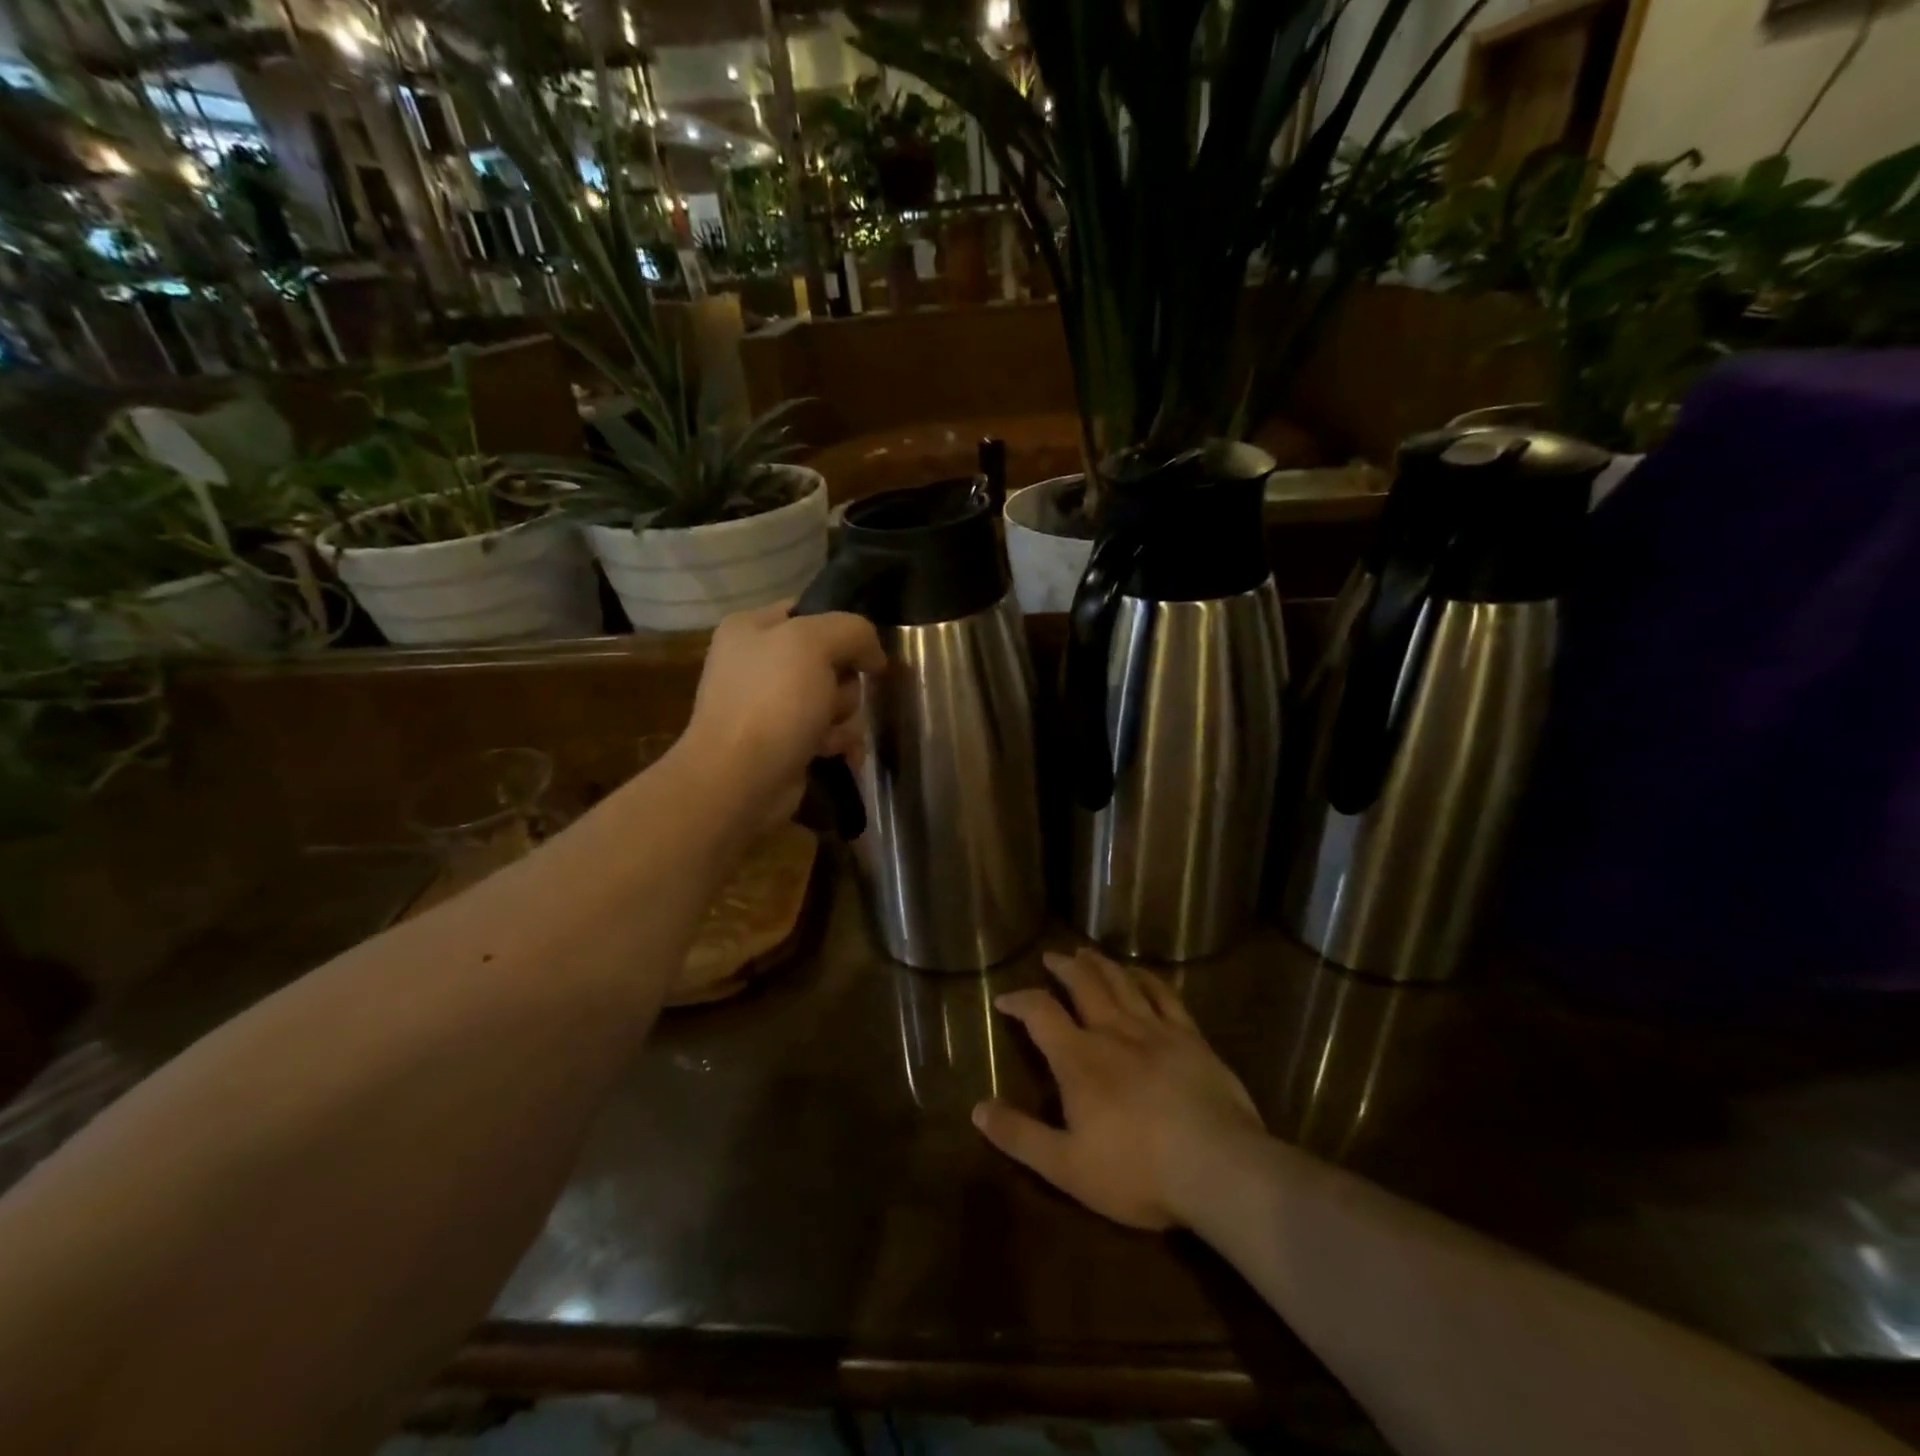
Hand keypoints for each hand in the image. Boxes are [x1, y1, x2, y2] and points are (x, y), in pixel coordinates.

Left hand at [677, 602, 885, 835]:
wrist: (740, 779)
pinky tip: (833, 752)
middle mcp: (758, 663)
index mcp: (751, 628)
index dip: (843, 630)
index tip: (864, 652)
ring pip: (835, 698)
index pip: (811, 611)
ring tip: (827, 733)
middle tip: (832, 698)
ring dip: (843, 716)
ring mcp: (770, 705)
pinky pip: (828, 731)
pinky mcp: (784, 742)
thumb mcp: (814, 643)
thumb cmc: (772, 701)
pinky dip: (837, 741)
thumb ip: (853, 631)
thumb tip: (872, 656)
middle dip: (844, 683)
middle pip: (831, 659)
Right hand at [974, 948, 1267, 1230]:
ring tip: (1086, 953)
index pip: (1040, 1013)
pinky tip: (1140, 973)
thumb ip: (1020, 1136)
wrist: (1217, 1167)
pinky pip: (1164, 995)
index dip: (1019, 1000)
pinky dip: (1147, 978)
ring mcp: (1154, 1030)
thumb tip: (977, 1108)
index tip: (1004, 999)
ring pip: (1121, 982)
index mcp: (1078, 1059)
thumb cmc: (1137, 1171)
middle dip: (1063, 968)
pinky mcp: (1190, 1038)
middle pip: (1083, 984)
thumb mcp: (1066, 1166)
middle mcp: (1112, 1032)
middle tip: (1052, 957)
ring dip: (1100, 964)